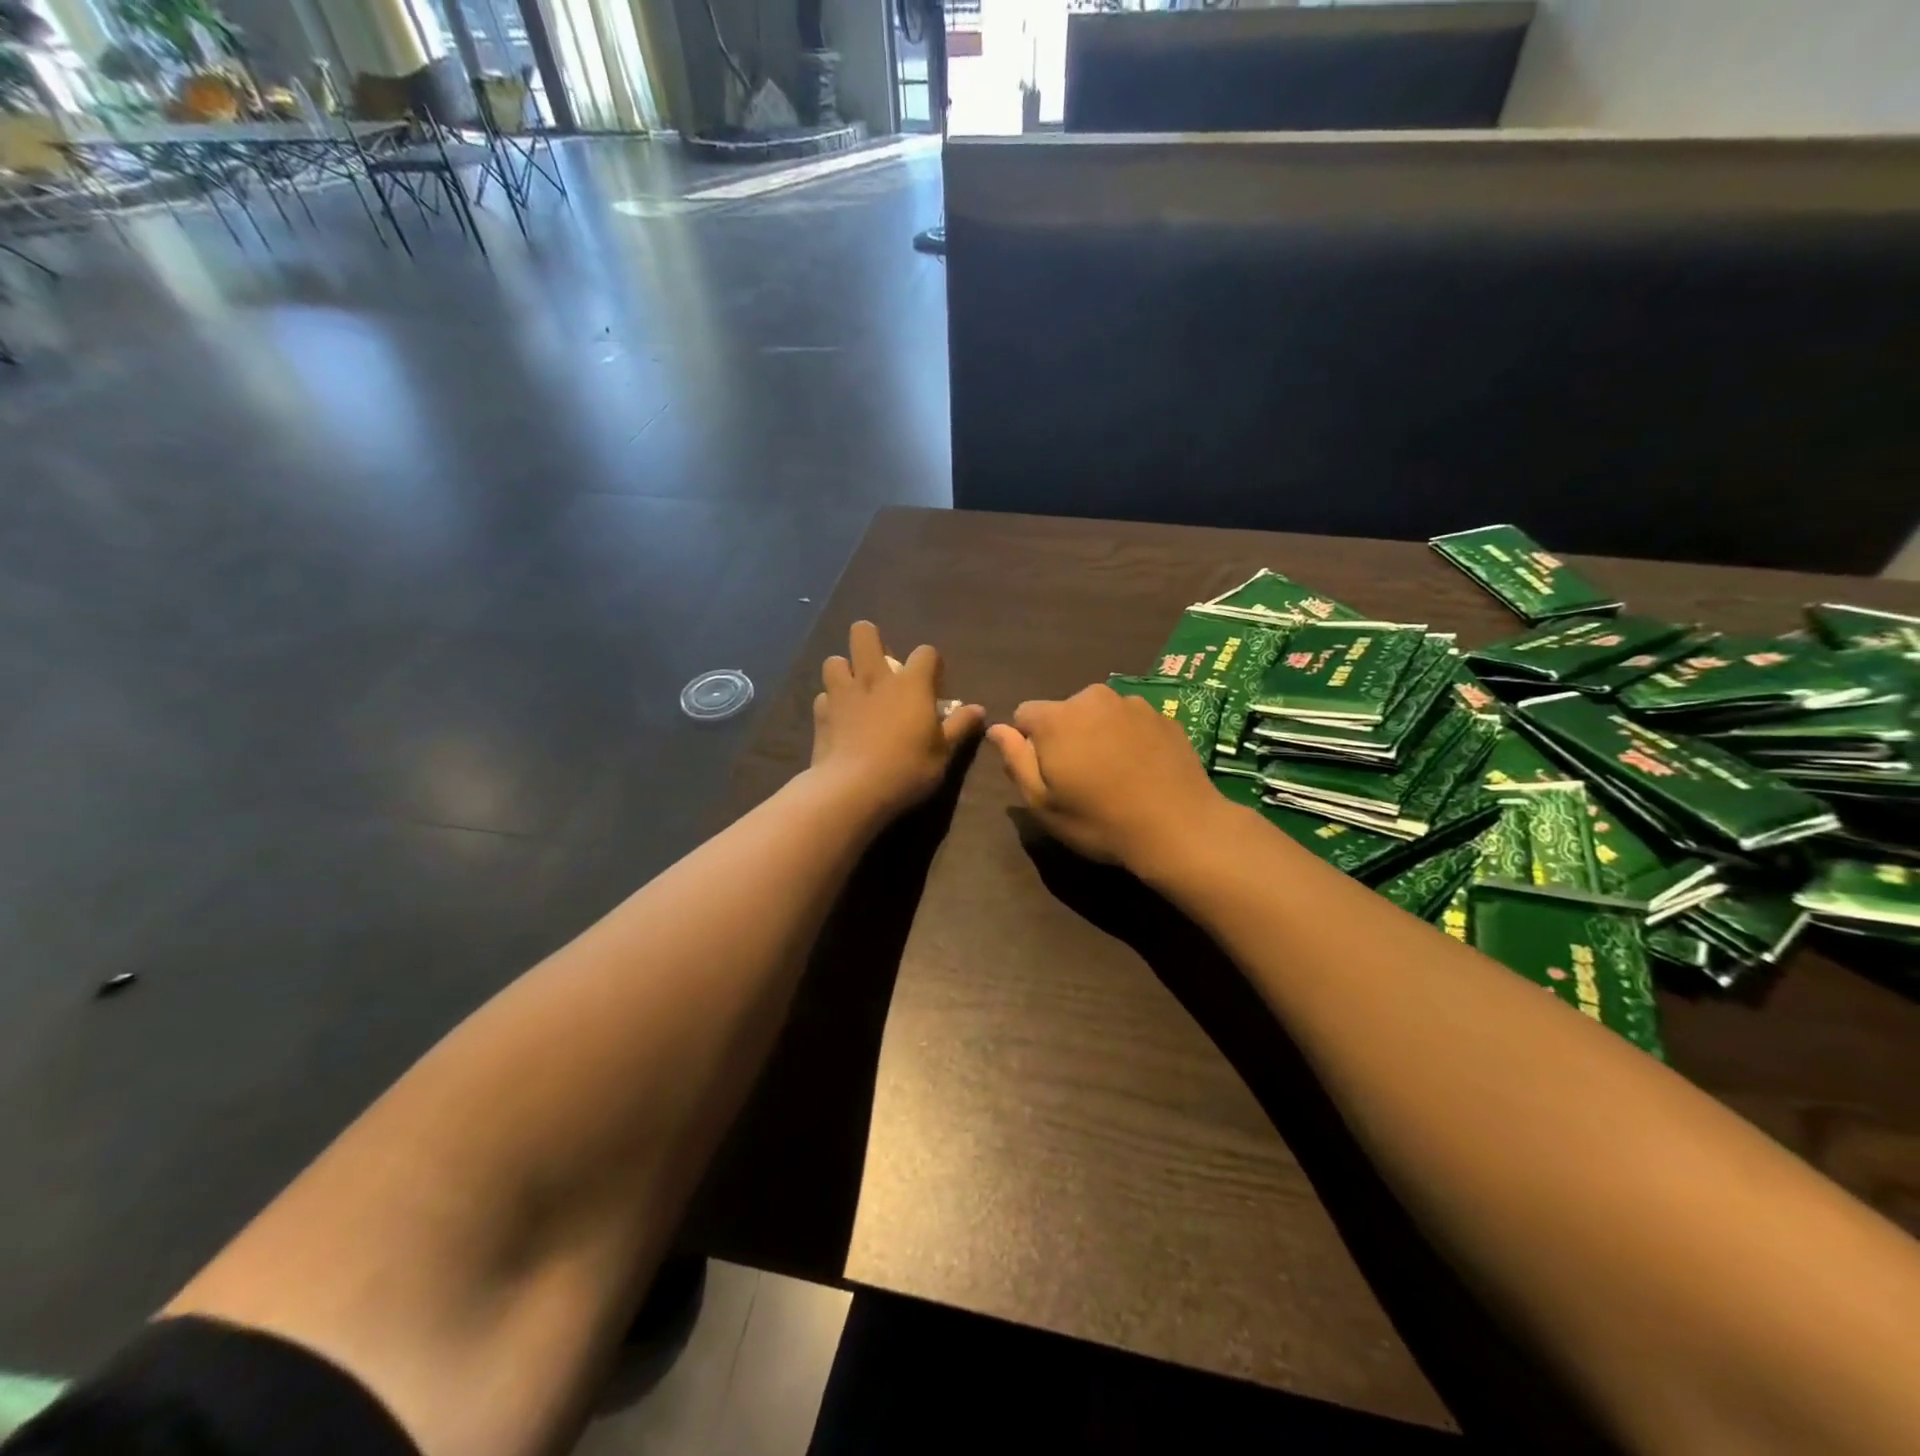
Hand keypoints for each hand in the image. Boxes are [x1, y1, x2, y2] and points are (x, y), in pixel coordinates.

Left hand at [810, 622, 984, 820]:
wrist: (853, 789)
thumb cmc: (908, 769)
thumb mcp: (943, 752)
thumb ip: (960, 726)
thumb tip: (979, 709)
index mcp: (911, 684)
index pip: (926, 652)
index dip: (931, 663)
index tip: (933, 684)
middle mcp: (875, 678)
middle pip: (864, 633)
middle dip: (871, 640)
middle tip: (882, 668)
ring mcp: (843, 693)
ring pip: (835, 660)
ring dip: (845, 670)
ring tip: (854, 690)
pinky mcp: (820, 713)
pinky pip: (823, 696)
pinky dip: (831, 703)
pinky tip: (839, 719)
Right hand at [987, 683, 1229, 873]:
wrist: (1179, 827)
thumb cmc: (1100, 820)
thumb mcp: (1043, 802)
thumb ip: (1016, 759)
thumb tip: (996, 728)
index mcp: (1057, 717)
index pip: (1024, 714)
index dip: (1028, 745)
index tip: (1047, 776)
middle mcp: (1093, 697)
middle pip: (1063, 712)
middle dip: (1064, 737)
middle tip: (1081, 779)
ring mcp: (1133, 703)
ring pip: (1099, 714)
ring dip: (1097, 735)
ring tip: (1114, 775)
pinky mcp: (1163, 716)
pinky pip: (1131, 721)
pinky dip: (1128, 738)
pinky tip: (1141, 771)